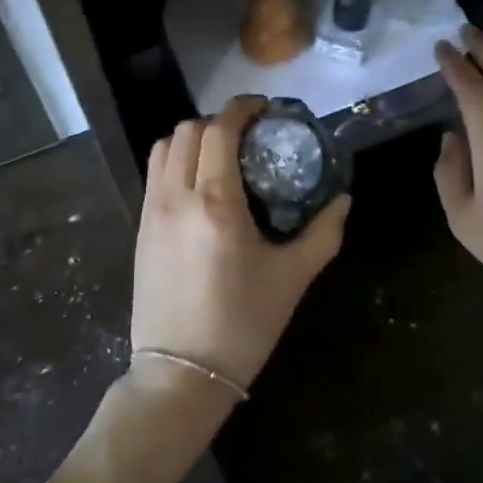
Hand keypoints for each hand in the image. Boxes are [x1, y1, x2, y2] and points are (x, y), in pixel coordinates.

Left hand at [130, 96, 351, 391]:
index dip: (242, 108)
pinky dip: (175, 161)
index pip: (220, 130)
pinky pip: (154, 174)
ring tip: (220, 157)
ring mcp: (151, 212)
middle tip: (248, 137)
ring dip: (192, 139)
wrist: (180, 374)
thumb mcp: (293, 279)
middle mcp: (177, 197)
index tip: (264, 109)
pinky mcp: (139, 229)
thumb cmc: (243, 325)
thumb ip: (323, 233)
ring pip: (164, 148)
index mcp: (216, 203)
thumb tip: (343, 199)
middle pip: (188, 130)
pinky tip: (199, 186)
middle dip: (218, 122)